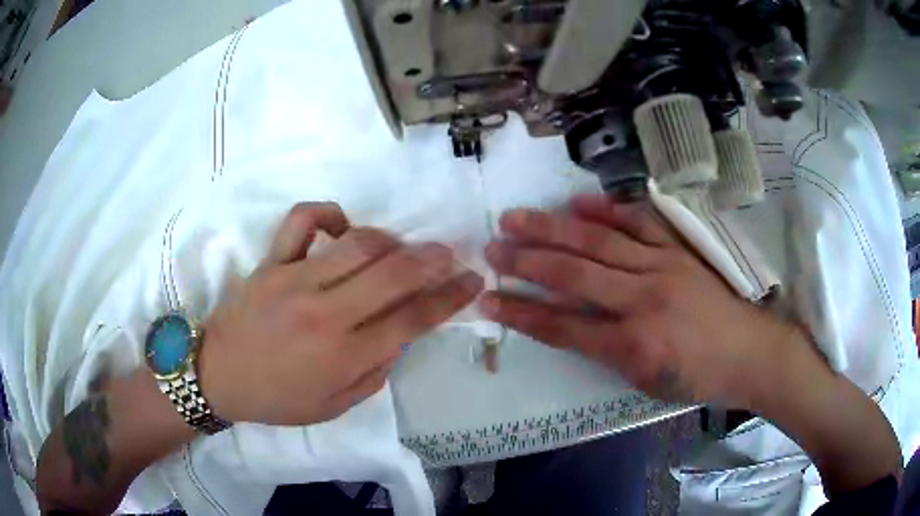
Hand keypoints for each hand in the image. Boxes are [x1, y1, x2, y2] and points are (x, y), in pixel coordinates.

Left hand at [199, 202, 483, 424]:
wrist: (219, 377)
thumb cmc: (278, 398)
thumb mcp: (335, 406)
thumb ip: (375, 372)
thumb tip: (400, 334)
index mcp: (343, 356)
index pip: (412, 319)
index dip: (450, 297)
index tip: (472, 281)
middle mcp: (325, 313)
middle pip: (393, 273)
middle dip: (433, 259)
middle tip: (448, 255)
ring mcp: (294, 280)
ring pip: (358, 243)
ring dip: (391, 241)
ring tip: (400, 249)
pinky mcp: (271, 262)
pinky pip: (302, 221)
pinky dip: (329, 214)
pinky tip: (342, 226)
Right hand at [480, 194, 799, 408]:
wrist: (750, 352)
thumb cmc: (699, 377)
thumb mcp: (648, 382)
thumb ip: (608, 352)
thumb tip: (572, 326)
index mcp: (633, 346)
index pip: (563, 327)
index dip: (521, 314)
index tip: (488, 299)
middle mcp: (642, 300)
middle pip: (574, 276)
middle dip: (526, 261)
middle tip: (491, 247)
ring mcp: (662, 267)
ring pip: (598, 244)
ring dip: (553, 229)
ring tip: (517, 217)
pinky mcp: (678, 249)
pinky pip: (639, 223)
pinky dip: (607, 210)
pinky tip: (578, 201)